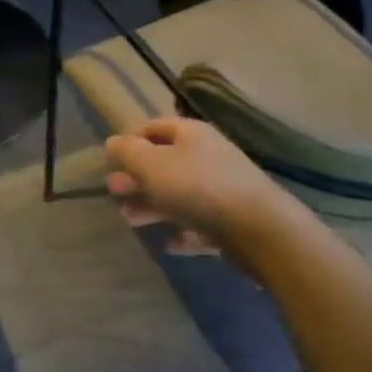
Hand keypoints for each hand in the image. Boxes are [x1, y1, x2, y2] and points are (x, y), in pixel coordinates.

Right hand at [104, 118, 287, 256]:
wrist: (261, 230)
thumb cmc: (199, 188)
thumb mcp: (152, 165)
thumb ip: (128, 152)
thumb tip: (112, 142)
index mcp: (191, 134)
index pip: (154, 127)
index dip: (131, 140)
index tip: (110, 161)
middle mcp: (208, 156)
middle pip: (165, 162)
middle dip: (137, 177)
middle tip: (114, 192)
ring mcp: (223, 189)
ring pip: (179, 194)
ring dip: (152, 205)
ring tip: (129, 220)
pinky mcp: (232, 222)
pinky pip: (200, 224)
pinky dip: (182, 231)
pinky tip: (169, 244)